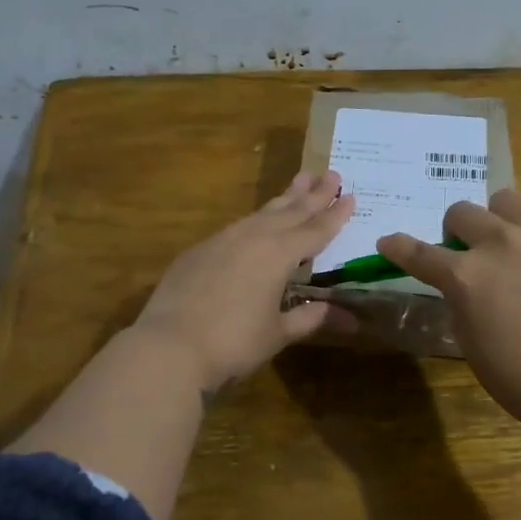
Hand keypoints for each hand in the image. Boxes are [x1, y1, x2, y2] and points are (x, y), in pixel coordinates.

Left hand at [130, 171, 356, 392]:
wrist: (170, 345)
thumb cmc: (234, 342)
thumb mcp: (278, 333)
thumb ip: (310, 318)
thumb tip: (349, 318)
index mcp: (279, 254)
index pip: (315, 230)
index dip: (335, 215)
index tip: (350, 196)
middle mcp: (253, 237)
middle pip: (290, 211)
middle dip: (313, 194)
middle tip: (331, 173)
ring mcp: (223, 240)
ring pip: (262, 213)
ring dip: (284, 199)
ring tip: (300, 181)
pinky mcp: (199, 250)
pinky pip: (238, 226)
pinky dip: (256, 219)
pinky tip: (257, 222)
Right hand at [375, 172, 520, 444]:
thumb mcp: (474, 350)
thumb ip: (461, 306)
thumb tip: (463, 286)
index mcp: (467, 277)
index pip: (418, 253)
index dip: (399, 248)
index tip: (389, 243)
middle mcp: (501, 242)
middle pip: (462, 213)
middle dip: (460, 234)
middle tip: (475, 257)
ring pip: (508, 198)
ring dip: (504, 219)